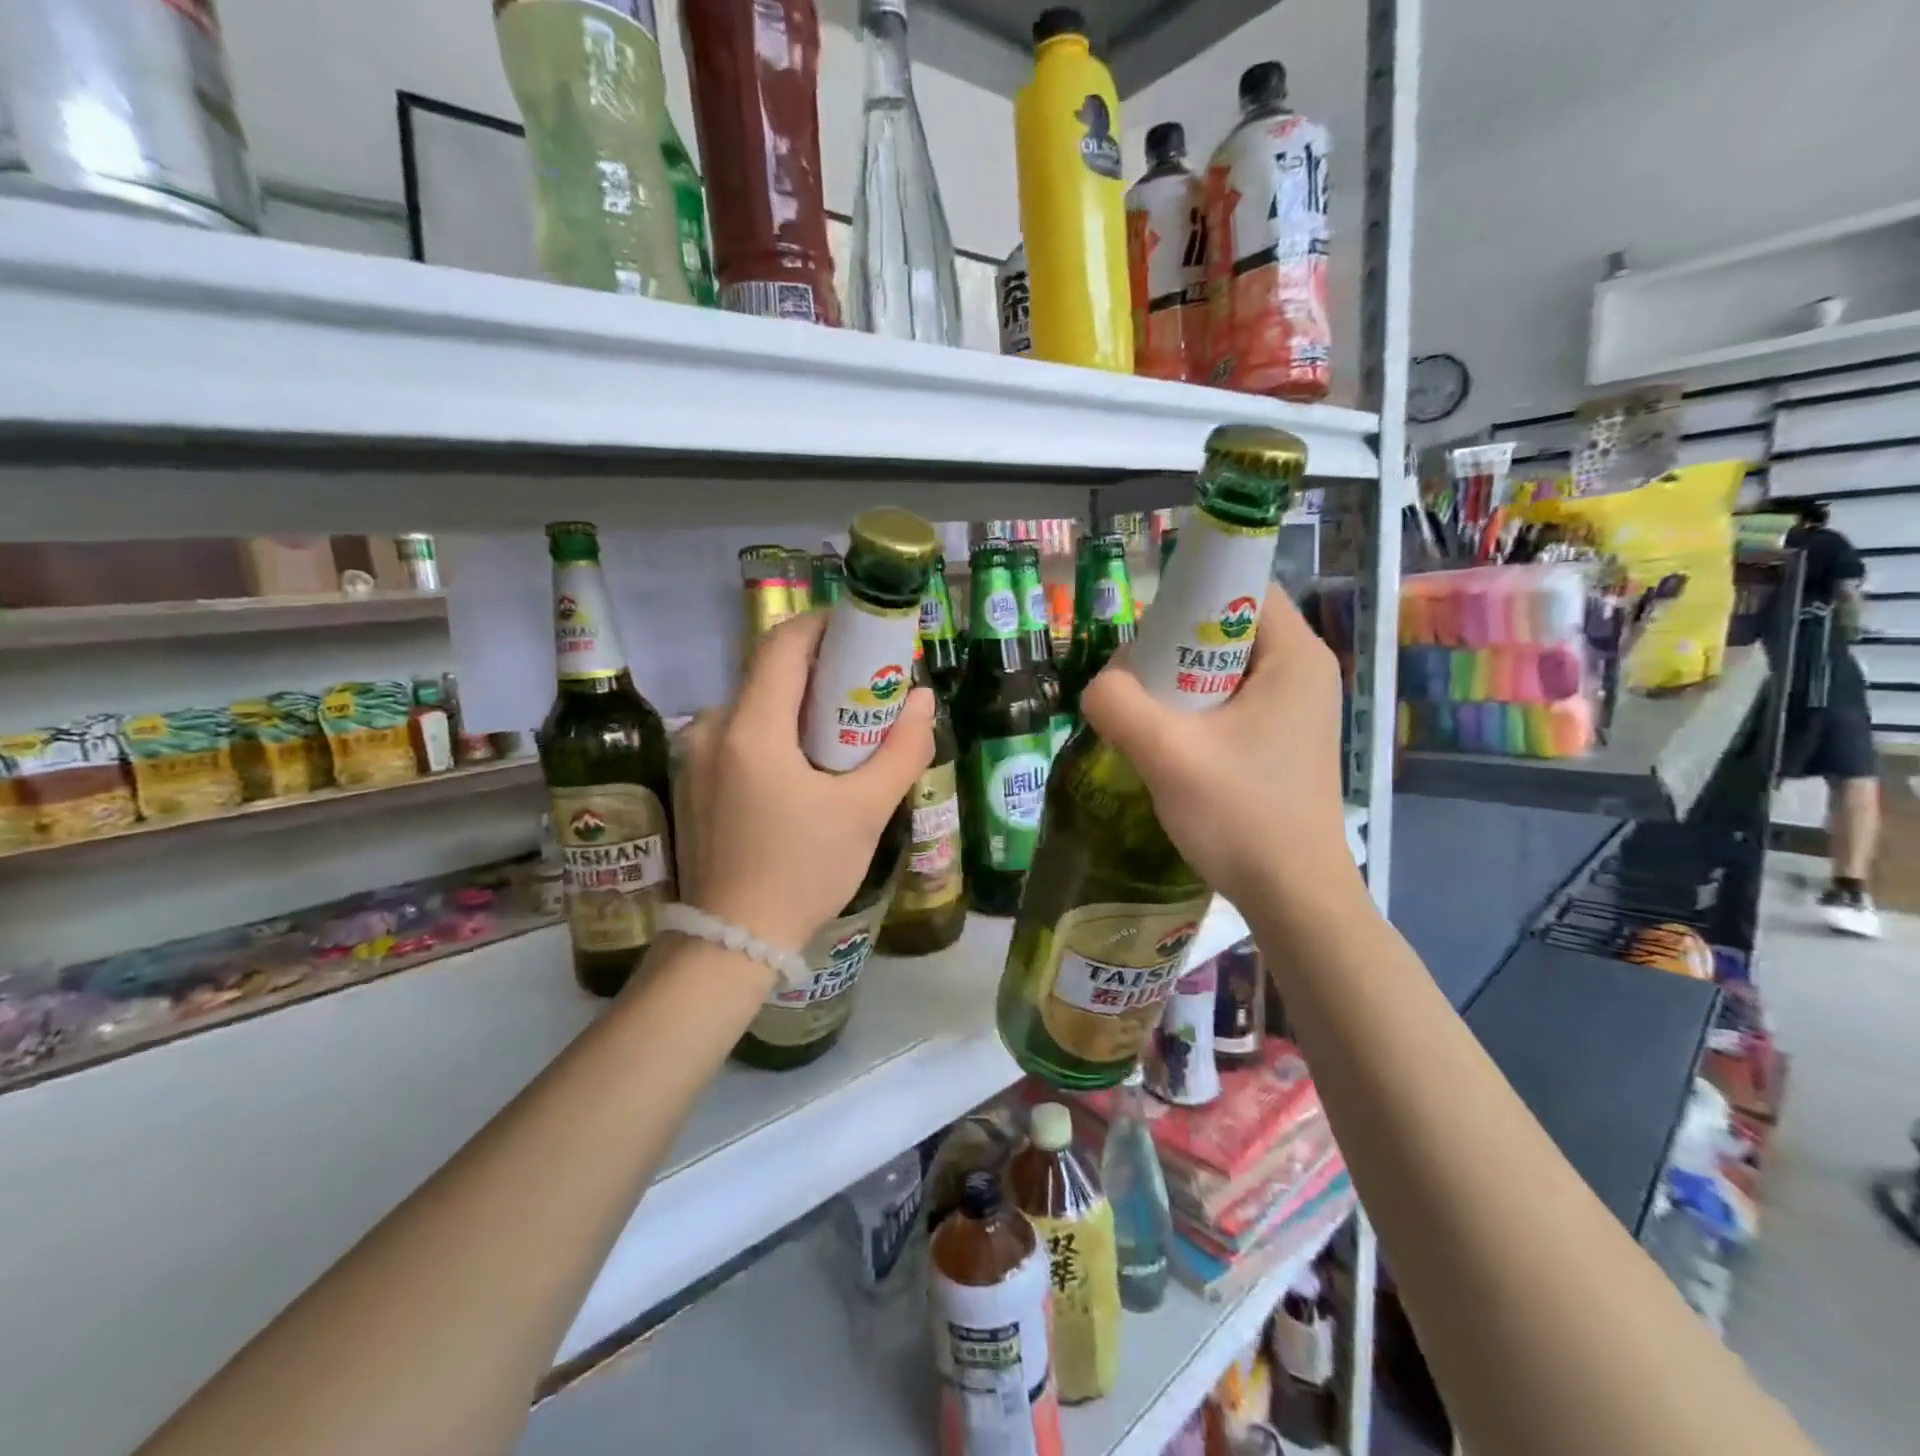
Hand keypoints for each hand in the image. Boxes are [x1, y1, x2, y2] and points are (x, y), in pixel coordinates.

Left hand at [675, 610, 934, 951]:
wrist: (730, 943)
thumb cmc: (801, 873)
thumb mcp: (865, 812)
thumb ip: (902, 750)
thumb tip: (923, 701)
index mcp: (751, 729)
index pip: (784, 643)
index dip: (827, 625)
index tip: (866, 634)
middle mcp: (712, 728)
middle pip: (771, 673)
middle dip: (823, 670)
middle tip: (868, 691)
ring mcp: (695, 755)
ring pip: (756, 705)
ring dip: (800, 706)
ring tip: (843, 737)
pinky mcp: (693, 780)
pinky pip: (740, 735)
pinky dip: (777, 733)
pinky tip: (805, 770)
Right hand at [1081, 586, 1359, 911]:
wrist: (1293, 898)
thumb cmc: (1242, 816)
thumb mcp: (1167, 754)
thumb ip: (1118, 703)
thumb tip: (1100, 683)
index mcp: (1294, 656)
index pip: (1240, 586)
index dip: (1187, 596)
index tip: (1143, 636)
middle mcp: (1302, 671)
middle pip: (1225, 628)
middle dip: (1173, 648)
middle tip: (1135, 685)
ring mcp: (1295, 709)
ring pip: (1221, 670)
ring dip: (1177, 686)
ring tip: (1145, 720)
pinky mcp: (1281, 741)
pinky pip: (1229, 703)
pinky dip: (1194, 713)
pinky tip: (1169, 746)